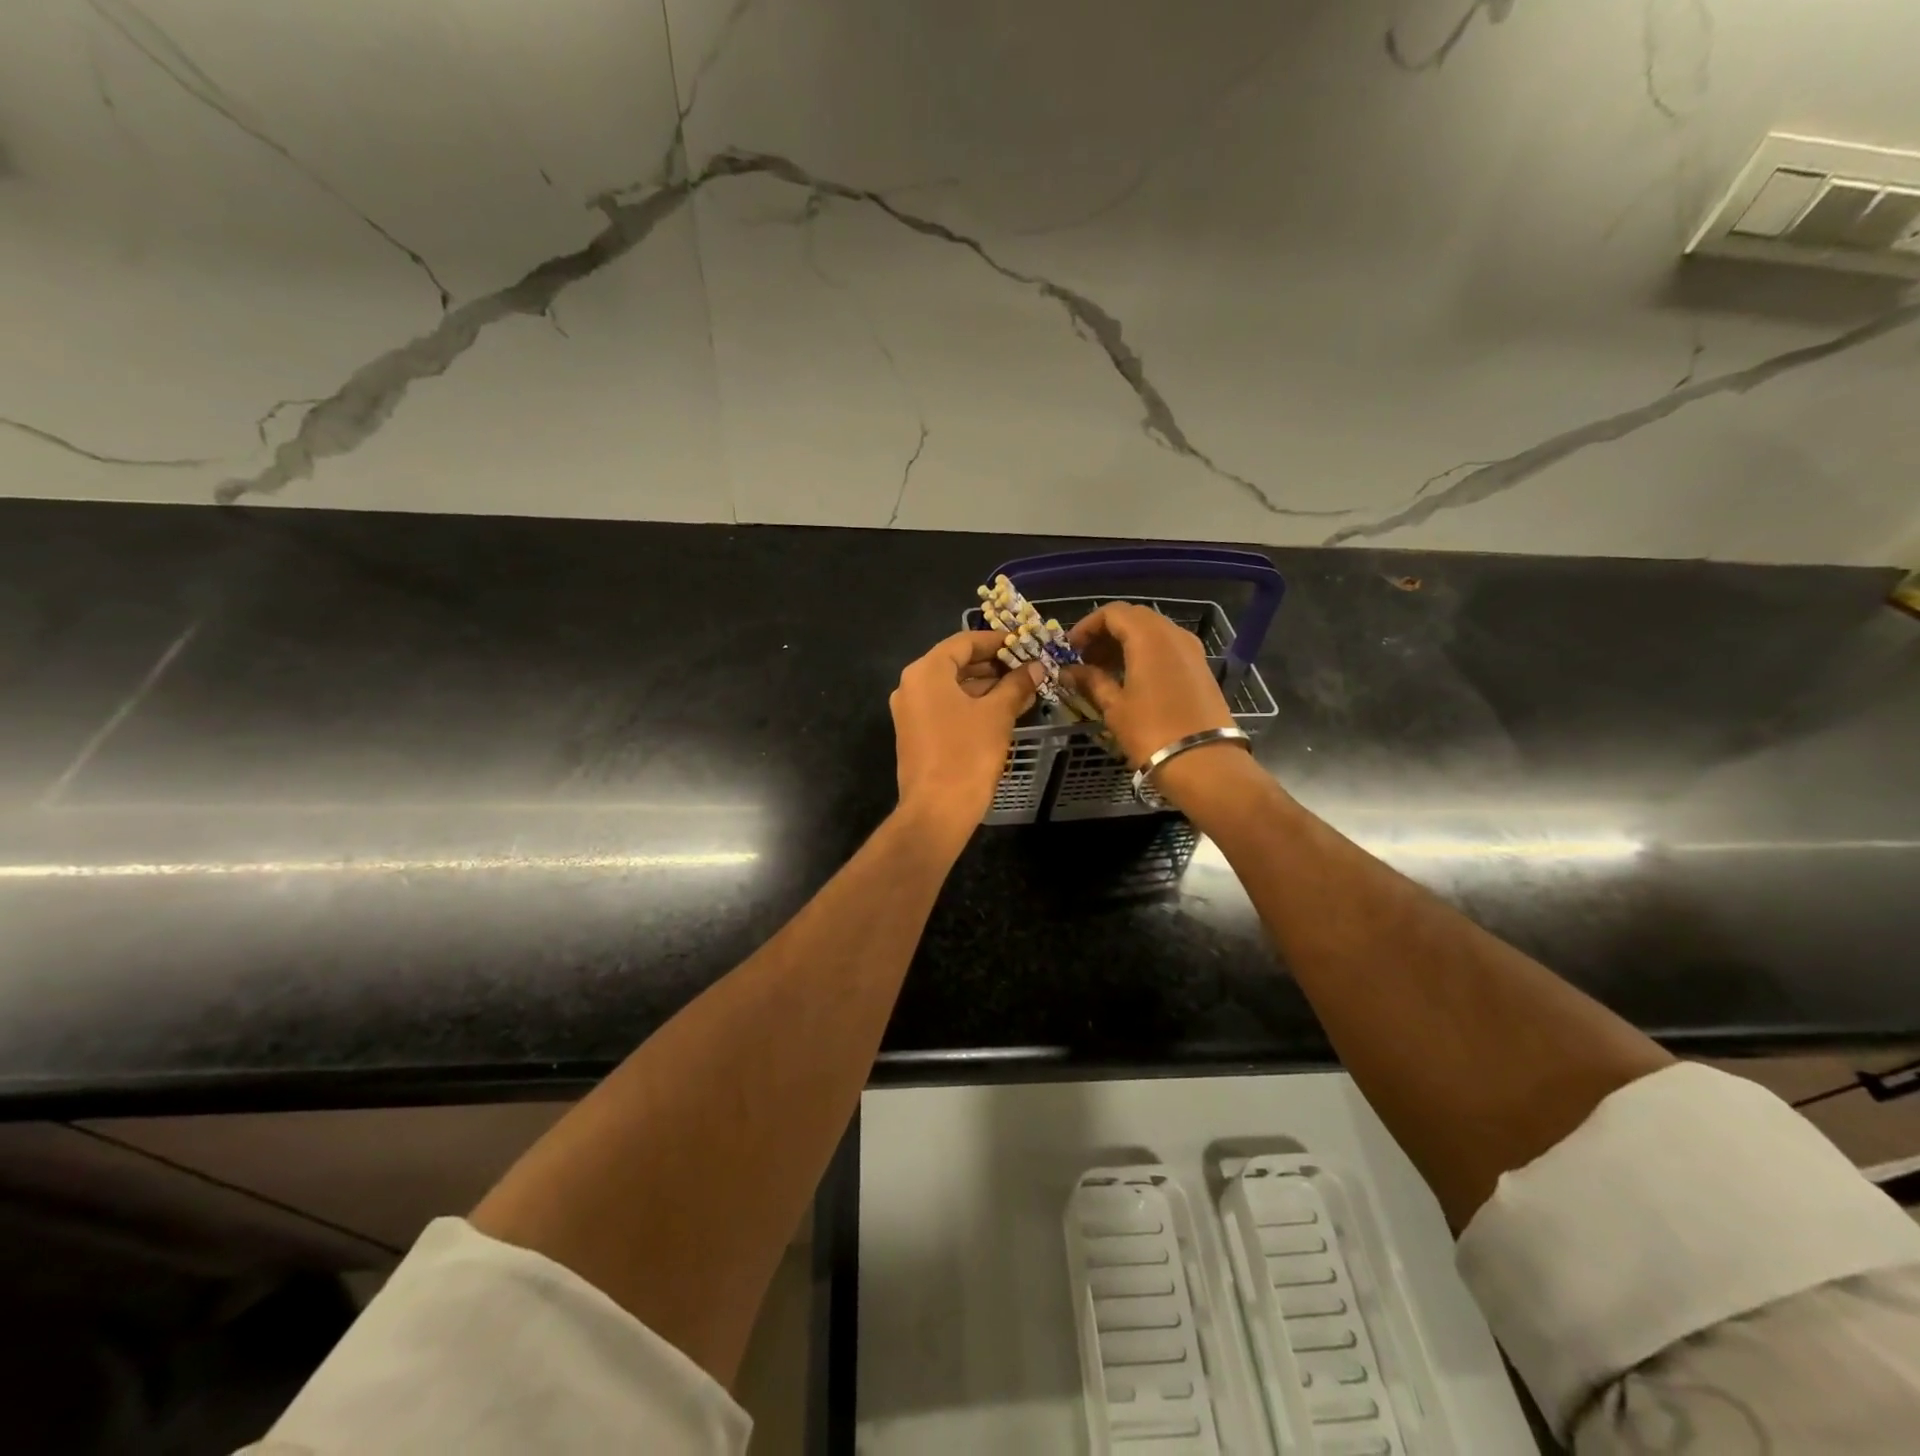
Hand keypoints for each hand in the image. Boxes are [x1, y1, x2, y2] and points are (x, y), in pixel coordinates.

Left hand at [891, 630, 1041, 834]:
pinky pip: (945, 707)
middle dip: (993, 665)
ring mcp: (910, 711)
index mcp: (926, 672)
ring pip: (952, 687)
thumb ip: (1017, 685)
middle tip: (1027, 667)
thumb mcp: (998, 715)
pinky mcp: (915, 734)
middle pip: (956, 663)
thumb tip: (1036, 667)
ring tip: (1023, 689)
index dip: (997, 641)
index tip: (1024, 643)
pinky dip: (972, 704)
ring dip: (986, 686)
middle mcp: (911, 686)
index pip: (964, 642)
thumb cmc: (967, 754)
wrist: (937, 810)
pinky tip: (1002, 710)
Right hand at [1066, 602, 1235, 767]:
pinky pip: (1167, 648)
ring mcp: (1191, 649)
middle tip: (1085, 659)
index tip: (1071, 649)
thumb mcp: (1114, 706)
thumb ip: (1090, 681)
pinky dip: (1145, 654)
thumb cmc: (1151, 731)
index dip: (1087, 626)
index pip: (1112, 613)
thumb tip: (1068, 672)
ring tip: (1104, 671)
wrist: (1204, 761)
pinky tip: (1131, 679)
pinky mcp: (1201, 667)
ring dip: (1126, 644)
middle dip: (1106, 633)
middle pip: (1134, 618)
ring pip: (1152, 632)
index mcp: (1148, 636)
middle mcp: (1173, 634)